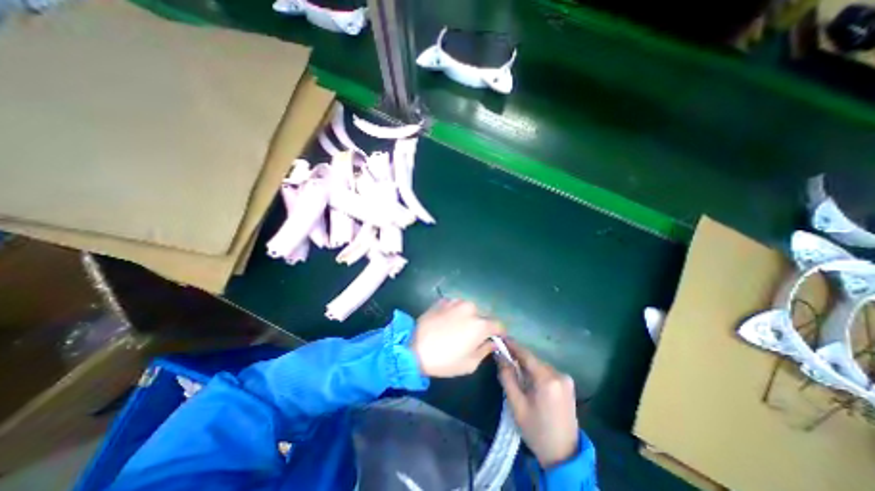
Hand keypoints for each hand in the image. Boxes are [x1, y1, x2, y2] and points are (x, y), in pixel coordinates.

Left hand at [412, 298, 506, 377]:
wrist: (413, 347)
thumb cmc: (443, 360)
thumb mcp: (469, 364)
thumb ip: (485, 350)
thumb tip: (492, 343)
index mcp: (480, 325)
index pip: (499, 325)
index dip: (498, 333)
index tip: (494, 339)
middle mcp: (470, 308)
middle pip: (483, 316)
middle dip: (481, 325)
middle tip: (471, 337)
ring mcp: (455, 302)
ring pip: (468, 309)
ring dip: (467, 317)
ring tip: (456, 328)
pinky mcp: (442, 300)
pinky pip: (454, 306)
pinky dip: (454, 312)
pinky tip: (445, 322)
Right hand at [498, 342, 578, 468]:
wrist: (564, 456)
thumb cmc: (536, 430)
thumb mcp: (516, 404)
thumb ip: (507, 376)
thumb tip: (499, 356)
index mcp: (547, 379)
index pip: (526, 354)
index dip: (512, 345)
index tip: (500, 337)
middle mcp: (559, 374)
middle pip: (533, 359)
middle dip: (518, 357)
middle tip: (503, 357)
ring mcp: (566, 379)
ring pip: (540, 365)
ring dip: (527, 365)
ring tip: (515, 371)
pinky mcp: (568, 385)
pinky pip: (547, 371)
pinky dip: (536, 372)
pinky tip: (530, 381)